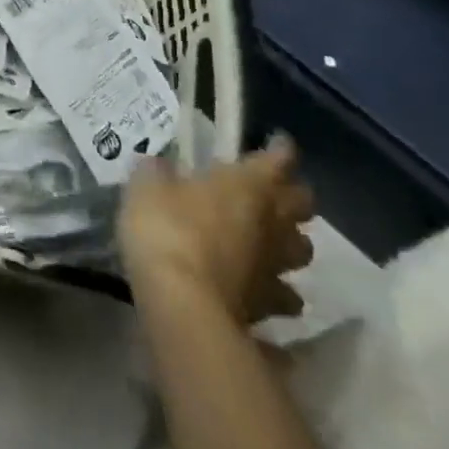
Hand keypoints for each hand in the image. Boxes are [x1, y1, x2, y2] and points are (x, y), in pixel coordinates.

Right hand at [118, 135, 315, 327]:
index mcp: (247, 185)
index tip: (277, 142)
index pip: (278, 159)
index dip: (280, 149)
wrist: (182, 303)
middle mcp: (271, 222)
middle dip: (292, 195)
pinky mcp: (268, 306)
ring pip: (303, 250)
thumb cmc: (166, 229)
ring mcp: (275, 267)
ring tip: (270, 242)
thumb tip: (159, 165)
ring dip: (289, 243)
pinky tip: (259, 290)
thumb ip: (157, 172)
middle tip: (273, 192)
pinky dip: (277, 292)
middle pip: (303, 204)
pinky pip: (284, 296)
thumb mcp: (146, 187)